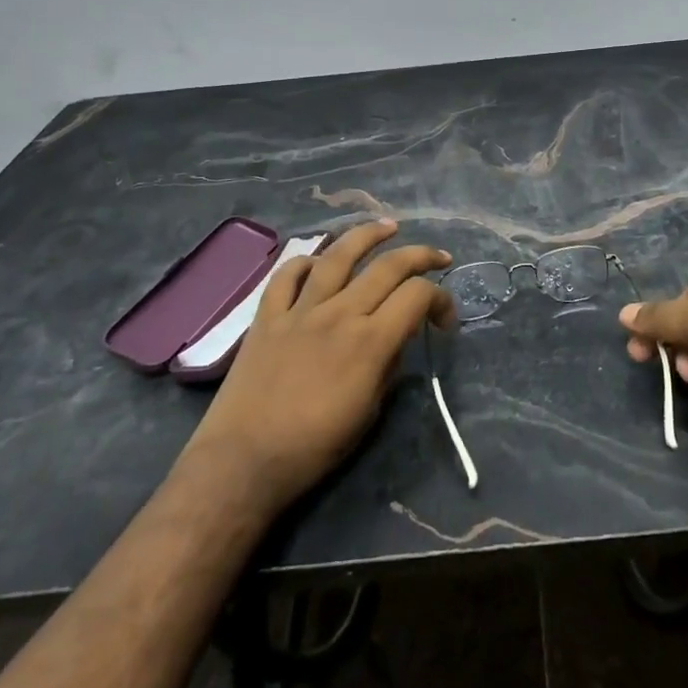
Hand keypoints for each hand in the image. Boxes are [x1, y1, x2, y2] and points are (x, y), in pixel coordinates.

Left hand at [184, 221, 452, 511]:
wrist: (244, 461)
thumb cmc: (314, 447)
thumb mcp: (370, 412)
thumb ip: (388, 367)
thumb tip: (397, 339)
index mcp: (370, 342)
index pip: (418, 296)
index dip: (441, 299)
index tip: (443, 319)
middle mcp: (339, 313)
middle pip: (388, 266)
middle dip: (421, 256)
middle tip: (438, 258)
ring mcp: (300, 309)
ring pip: (338, 255)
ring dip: (368, 235)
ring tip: (388, 226)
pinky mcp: (267, 315)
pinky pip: (288, 275)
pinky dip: (307, 261)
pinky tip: (320, 261)